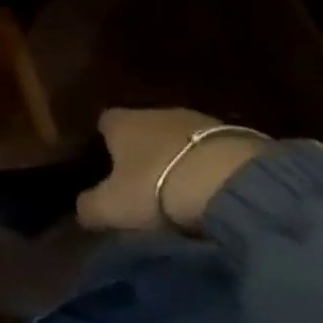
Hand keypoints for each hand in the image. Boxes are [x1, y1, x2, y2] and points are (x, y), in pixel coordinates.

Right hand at [76, 108, 267, 232]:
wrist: (235, 184)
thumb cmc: (157, 188)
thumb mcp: (112, 207)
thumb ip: (89, 206)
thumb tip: (82, 210)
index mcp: (121, 122)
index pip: (104, 122)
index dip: (104, 142)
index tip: (107, 166)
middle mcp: (156, 112)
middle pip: (144, 127)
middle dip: (145, 150)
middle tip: (145, 182)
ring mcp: (201, 120)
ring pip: (181, 137)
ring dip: (181, 157)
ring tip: (184, 189)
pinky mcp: (241, 135)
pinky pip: (215, 150)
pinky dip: (212, 165)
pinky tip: (216, 190)